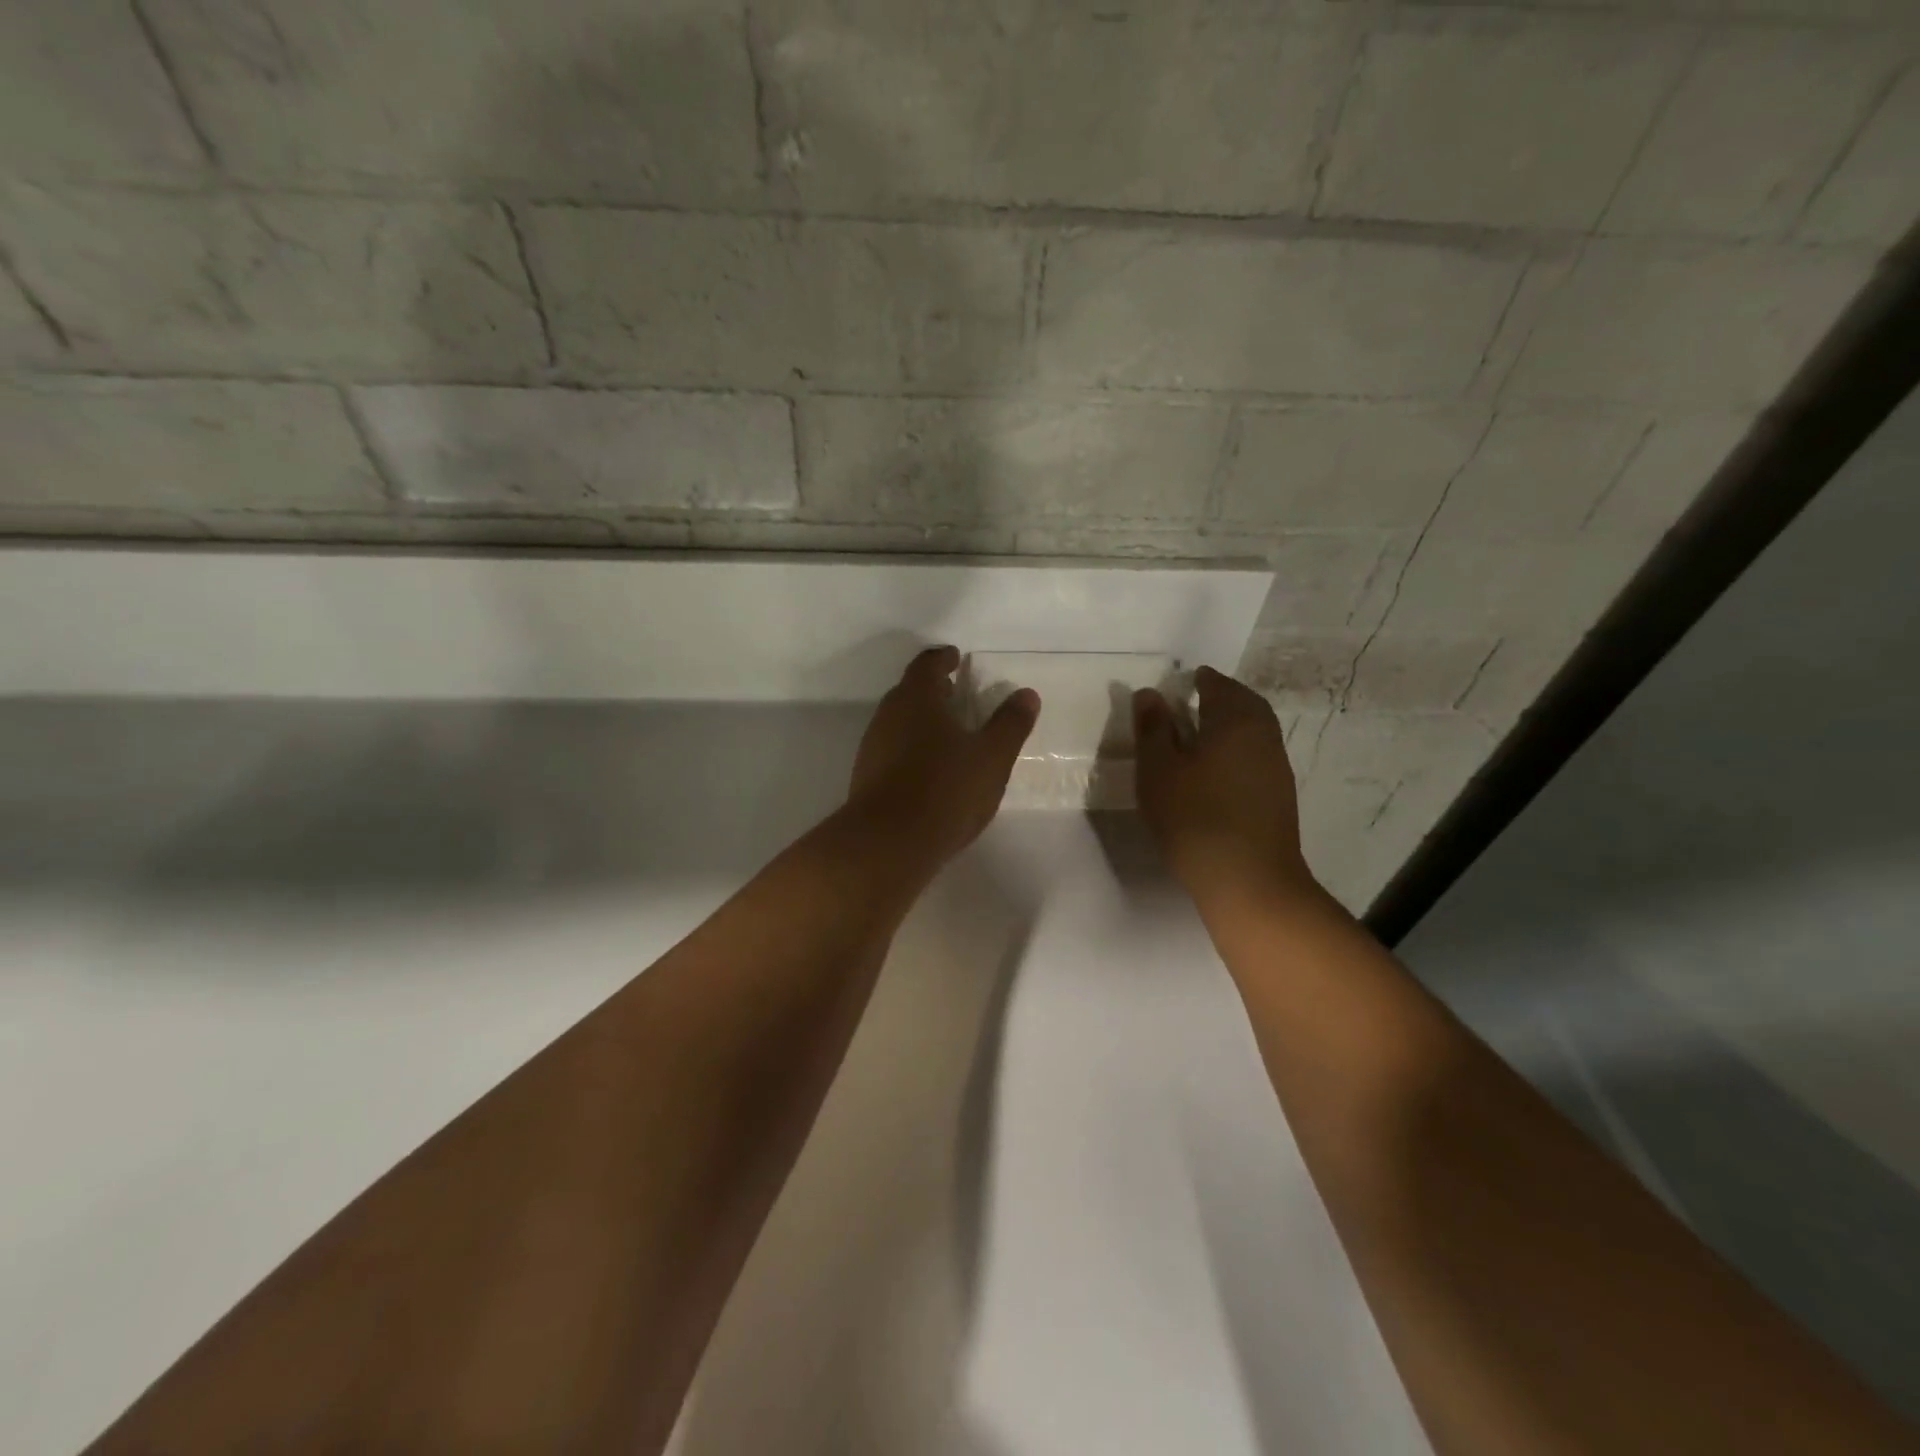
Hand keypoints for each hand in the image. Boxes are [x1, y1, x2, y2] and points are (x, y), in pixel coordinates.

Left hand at [844, 646, 1039, 872]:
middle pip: (909, 692)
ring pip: (899, 722)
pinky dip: (911, 749)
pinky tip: (930, 769)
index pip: (927, 664)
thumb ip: (1010, 724)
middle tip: (955, 692)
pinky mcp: (867, 778)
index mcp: (917, 699)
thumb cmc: (945, 789)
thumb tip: (1026, 694)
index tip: (956, 657)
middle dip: (932, 690)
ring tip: (947, 732)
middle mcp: (888, 716)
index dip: (943, 658)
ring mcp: (873, 748)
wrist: (888, 844)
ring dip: (921, 721)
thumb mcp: (992, 757)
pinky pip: (892, 751)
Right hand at [1133, 665, 1316, 904]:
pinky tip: (1219, 769)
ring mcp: (1276, 768)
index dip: (1202, 680)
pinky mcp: (1279, 797)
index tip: (1187, 680)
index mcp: (1236, 721)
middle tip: (1198, 698)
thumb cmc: (1194, 816)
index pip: (1219, 686)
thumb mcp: (1158, 769)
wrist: (1248, 879)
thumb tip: (1150, 693)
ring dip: (1232, 725)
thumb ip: (1153, 728)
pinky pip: (1257, 757)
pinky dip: (1238, 750)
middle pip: (1246, 705)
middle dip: (1223, 697)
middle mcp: (1264, 737)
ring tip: (1204, 732)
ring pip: (1255, 732)